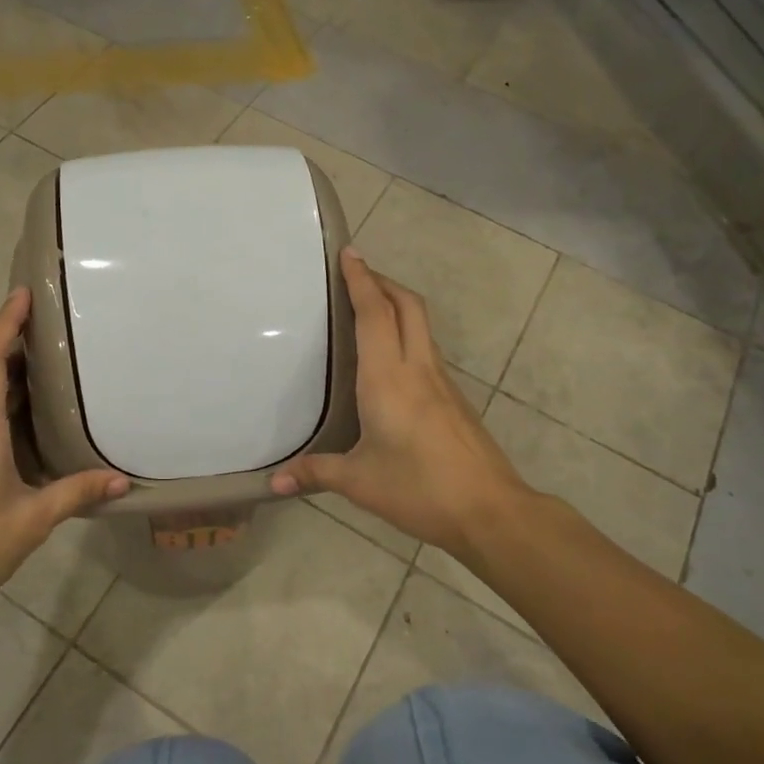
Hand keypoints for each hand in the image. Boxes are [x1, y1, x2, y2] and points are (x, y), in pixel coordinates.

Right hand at [271, 249, 529, 555]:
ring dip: (397, 304)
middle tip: (357, 274)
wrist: (490, 510)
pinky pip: (427, 349)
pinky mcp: (454, 398)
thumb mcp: (359, 482)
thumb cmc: (419, 488)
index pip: (375, 314)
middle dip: (383, 282)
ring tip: (370, 307)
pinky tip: (391, 359)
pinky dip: (407, 333)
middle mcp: (417, 368)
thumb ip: (315, 473)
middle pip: (407, 306)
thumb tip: (273, 483)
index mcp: (388, 378)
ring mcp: (442, 382)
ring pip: (421, 324)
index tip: (350, 254)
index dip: (361, 280)